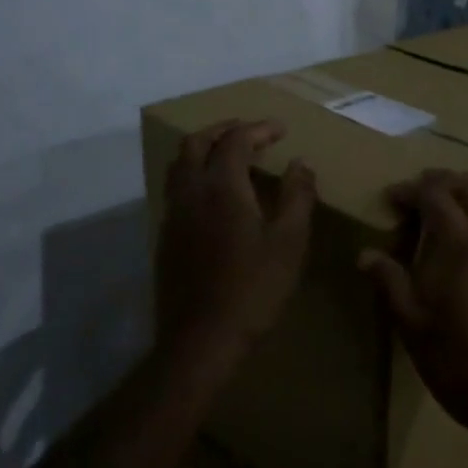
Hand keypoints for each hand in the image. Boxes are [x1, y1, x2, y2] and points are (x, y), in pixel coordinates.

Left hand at [157, 120, 316, 346]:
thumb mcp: (290, 242)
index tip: (281, 130)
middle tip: (250, 132)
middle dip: (224, 130)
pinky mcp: (166, 238)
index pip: (235, 141)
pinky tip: (215, 194)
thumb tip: (301, 163)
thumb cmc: (254, 288)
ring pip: (179, 165)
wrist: (202, 339)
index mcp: (222, 189)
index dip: (258, 129)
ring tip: (229, 154)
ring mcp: (173, 216)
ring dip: (203, 149)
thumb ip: (298, 197)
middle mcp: (190, 193)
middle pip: (196, 143)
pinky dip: (194, 174)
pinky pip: (176, 189)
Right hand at [358, 169, 467, 455]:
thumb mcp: (416, 331)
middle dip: (445, 180)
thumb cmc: (465, 368)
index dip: (412, 189)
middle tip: (422, 191)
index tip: (392, 198)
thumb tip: (366, 254)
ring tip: (462, 198)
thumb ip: (392, 286)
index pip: (436, 196)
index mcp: (462, 247)